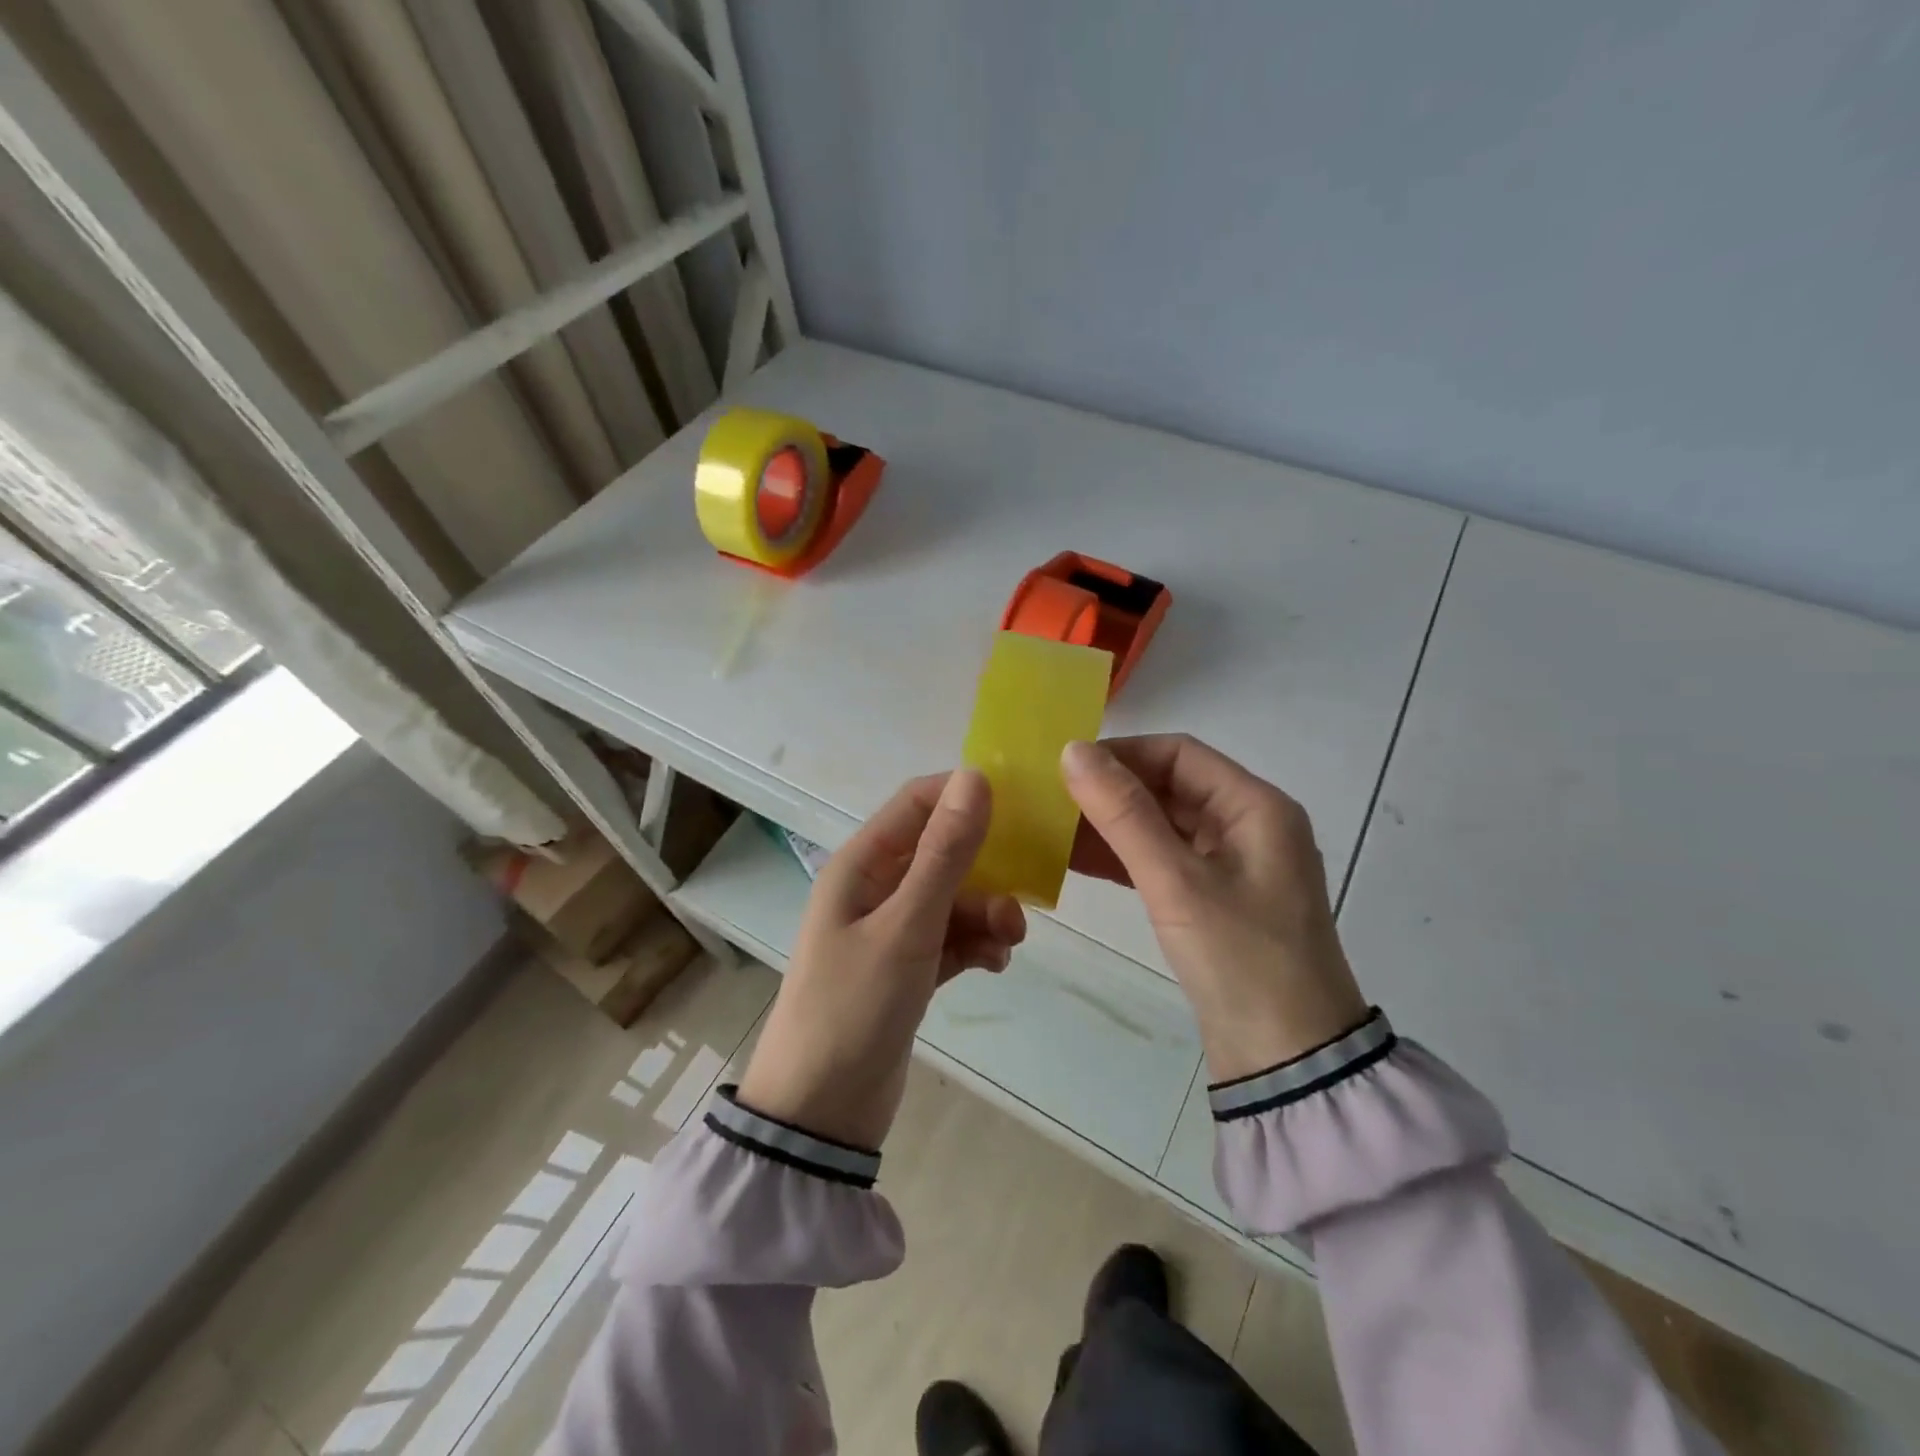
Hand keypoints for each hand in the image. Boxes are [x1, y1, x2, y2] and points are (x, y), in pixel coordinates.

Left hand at [739, 771, 1026, 1148]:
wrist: (821, 1111)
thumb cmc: (854, 1005)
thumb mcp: (906, 925)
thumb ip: (944, 854)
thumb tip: (975, 777)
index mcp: (861, 864)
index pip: (916, 803)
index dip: (964, 795)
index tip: (1019, 806)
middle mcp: (875, 888)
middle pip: (942, 852)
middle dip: (986, 868)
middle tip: (1024, 892)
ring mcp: (891, 930)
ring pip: (953, 898)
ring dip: (985, 912)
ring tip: (1009, 942)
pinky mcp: (907, 968)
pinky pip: (951, 938)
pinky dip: (975, 944)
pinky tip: (994, 964)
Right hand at [1063, 736, 1367, 1080]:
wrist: (1289, 1061)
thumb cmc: (1240, 958)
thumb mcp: (1177, 881)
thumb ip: (1124, 814)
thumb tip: (1072, 751)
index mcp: (1255, 807)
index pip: (1179, 753)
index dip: (1121, 753)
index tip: (1065, 766)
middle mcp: (1248, 825)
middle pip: (1170, 787)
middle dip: (1111, 791)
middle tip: (1050, 798)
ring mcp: (1232, 865)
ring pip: (1162, 825)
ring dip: (1112, 825)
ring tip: (1052, 829)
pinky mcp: (1215, 899)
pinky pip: (1163, 861)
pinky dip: (1123, 858)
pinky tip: (1075, 861)